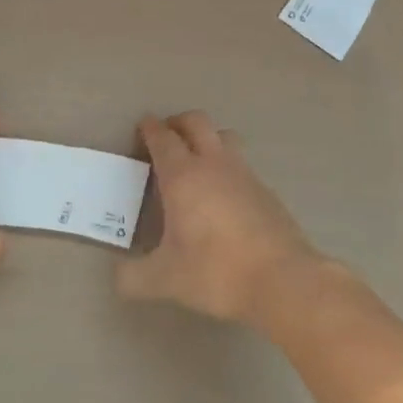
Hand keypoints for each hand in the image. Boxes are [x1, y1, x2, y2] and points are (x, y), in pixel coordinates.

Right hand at [116, 112, 323, 322]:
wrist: (283, 280)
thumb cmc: (217, 272)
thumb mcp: (166, 280)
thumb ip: (134, 277)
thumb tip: (119, 277)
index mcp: (183, 176)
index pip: (162, 138)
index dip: (150, 129)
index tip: (142, 127)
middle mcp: (213, 164)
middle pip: (196, 122)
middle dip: (178, 122)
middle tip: (166, 136)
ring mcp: (245, 174)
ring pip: (224, 137)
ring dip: (207, 138)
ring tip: (196, 159)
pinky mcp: (266, 190)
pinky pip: (241, 164)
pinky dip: (227, 166)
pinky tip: (223, 194)